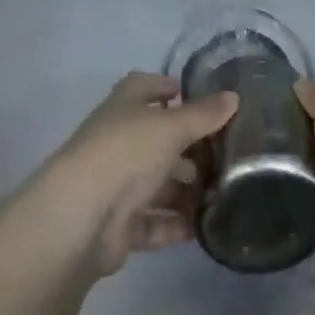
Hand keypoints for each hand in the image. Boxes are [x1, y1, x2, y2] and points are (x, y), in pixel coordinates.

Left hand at [38, 71, 237, 277]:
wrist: (81, 217)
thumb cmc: (126, 152)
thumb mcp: (171, 126)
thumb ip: (203, 114)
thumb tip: (233, 97)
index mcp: (124, 107)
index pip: (145, 87)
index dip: (168, 88)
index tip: (201, 98)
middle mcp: (118, 141)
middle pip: (157, 139)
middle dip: (190, 147)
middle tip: (227, 154)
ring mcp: (116, 184)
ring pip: (158, 183)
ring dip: (187, 190)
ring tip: (225, 194)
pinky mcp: (119, 225)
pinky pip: (154, 222)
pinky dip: (176, 225)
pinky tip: (205, 227)